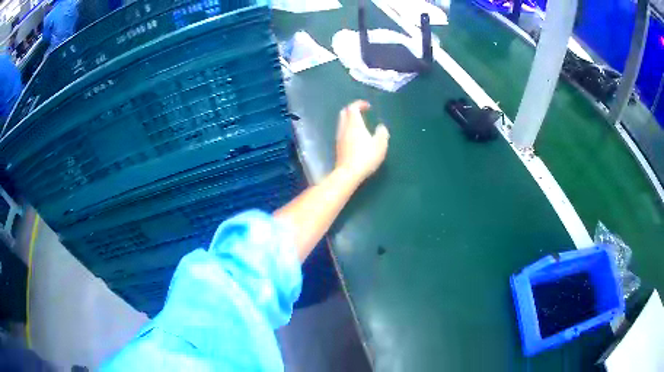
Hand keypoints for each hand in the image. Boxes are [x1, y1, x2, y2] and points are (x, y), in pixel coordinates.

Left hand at [335, 100, 389, 181]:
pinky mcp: (338, 147)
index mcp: (354, 124)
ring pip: (342, 123)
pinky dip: (348, 129)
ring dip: (350, 120)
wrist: (348, 173)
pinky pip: (342, 132)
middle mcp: (344, 128)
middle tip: (362, 112)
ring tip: (361, 125)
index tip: (368, 106)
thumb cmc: (366, 157)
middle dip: (352, 110)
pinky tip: (356, 137)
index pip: (352, 107)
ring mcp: (339, 137)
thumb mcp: (380, 144)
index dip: (359, 104)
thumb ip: (382, 133)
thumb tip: (381, 127)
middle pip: (344, 113)